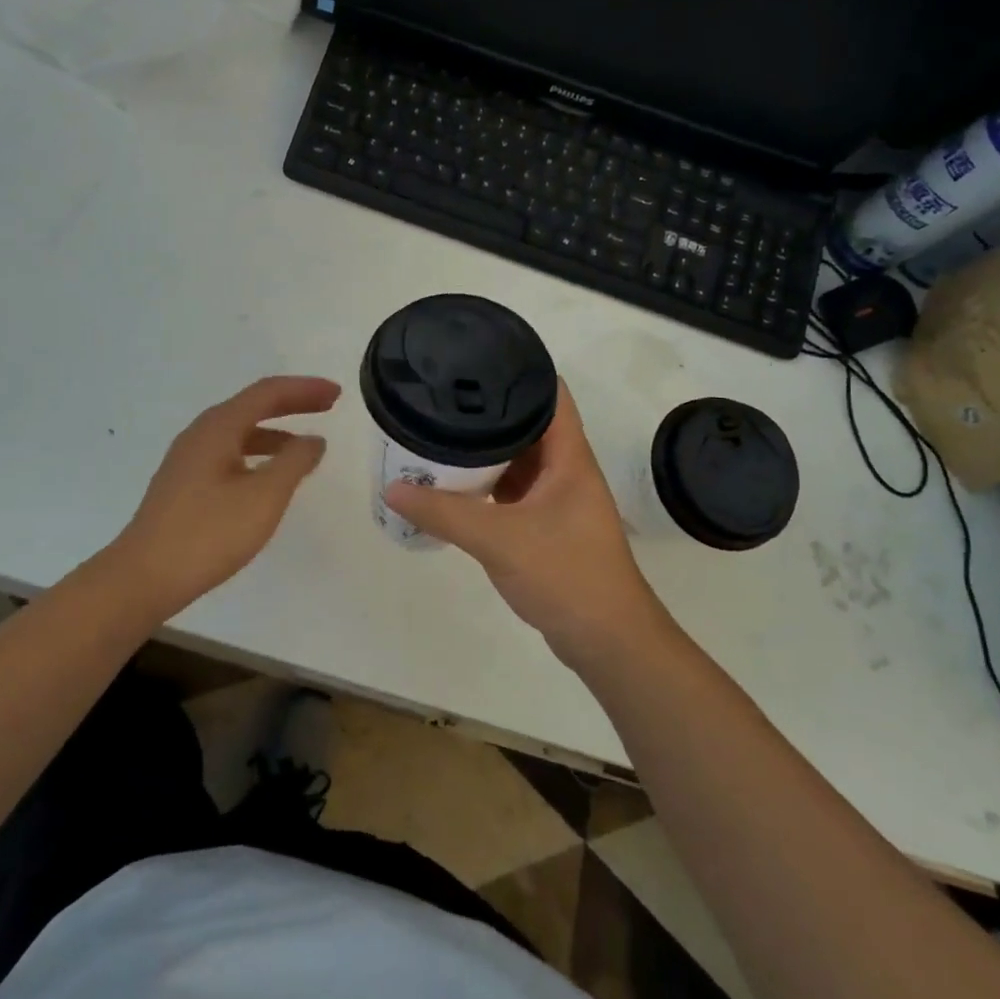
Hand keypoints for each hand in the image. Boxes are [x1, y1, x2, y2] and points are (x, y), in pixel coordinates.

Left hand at [112, 376, 340, 618]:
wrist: (142, 578)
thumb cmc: (208, 533)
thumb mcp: (264, 496)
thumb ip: (294, 462)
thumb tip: (313, 440)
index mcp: (218, 427)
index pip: (268, 393)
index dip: (305, 389)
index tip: (336, 394)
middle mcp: (201, 434)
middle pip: (253, 406)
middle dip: (292, 403)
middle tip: (328, 406)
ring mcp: (188, 460)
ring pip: (240, 431)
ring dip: (276, 431)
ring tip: (305, 446)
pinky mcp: (184, 485)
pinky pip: (230, 453)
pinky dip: (258, 453)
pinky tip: (268, 478)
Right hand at [384, 379, 669, 668]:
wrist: (607, 641)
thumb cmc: (566, 575)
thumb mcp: (499, 539)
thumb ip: (444, 513)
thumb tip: (392, 489)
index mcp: (568, 456)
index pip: (550, 393)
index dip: (520, 369)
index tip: (477, 357)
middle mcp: (565, 469)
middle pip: (528, 424)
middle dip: (488, 411)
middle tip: (443, 397)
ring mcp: (557, 499)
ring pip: (518, 460)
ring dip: (486, 450)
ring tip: (441, 433)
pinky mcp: (547, 526)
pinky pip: (513, 491)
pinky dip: (487, 485)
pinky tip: (455, 483)